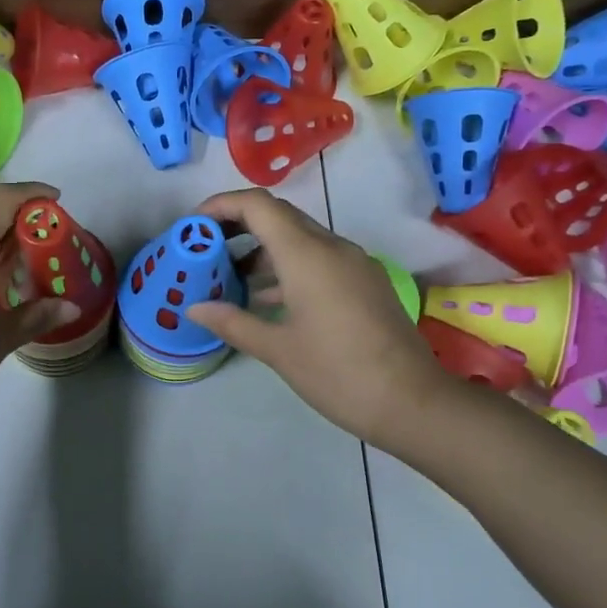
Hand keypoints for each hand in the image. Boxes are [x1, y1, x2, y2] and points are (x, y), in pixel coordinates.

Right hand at [184, 188, 454, 446]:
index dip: (221, 205)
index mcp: (307, 255)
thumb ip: (233, 322)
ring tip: (229, 277)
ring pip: (299, 238)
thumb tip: (194, 308)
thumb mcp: (277, 350)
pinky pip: (318, 258)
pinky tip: (267, 299)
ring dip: (262, 249)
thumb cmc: (338, 373)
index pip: (258, 205)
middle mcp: (332, 247)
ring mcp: (353, 263)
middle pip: (278, 216)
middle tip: (205, 249)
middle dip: (238, 225)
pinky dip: (287, 267)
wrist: (413, 402)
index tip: (194, 227)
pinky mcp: (365, 282)